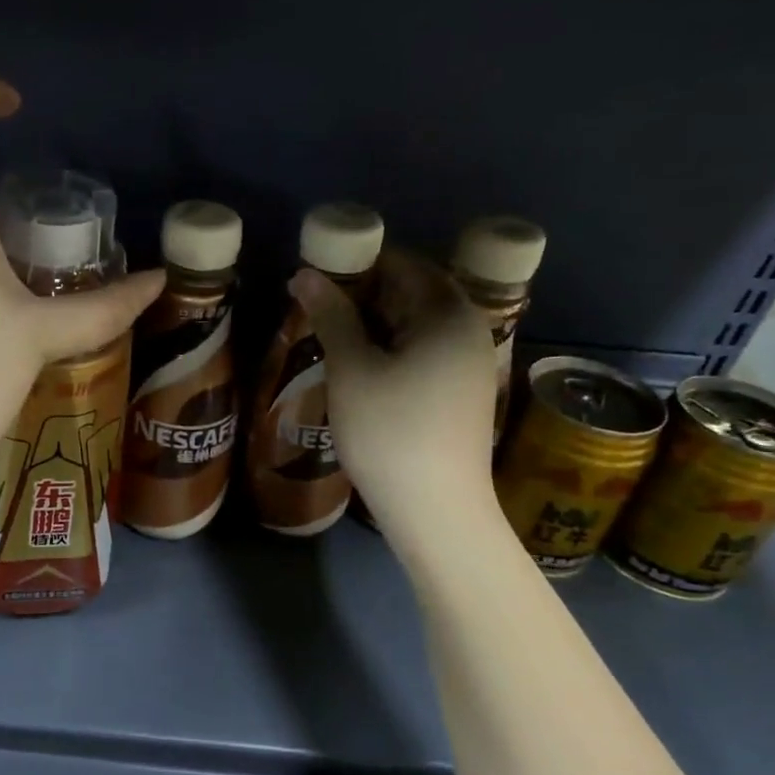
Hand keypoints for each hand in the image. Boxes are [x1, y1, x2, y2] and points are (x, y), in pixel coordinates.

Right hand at [289, 249, 496, 530]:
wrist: (436, 511)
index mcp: (448, 313)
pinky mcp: (463, 393)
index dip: (356, 265)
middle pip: (411, 293)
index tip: (316, 278)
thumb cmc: (389, 431)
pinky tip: (359, 369)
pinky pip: (424, 353)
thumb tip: (304, 273)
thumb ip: (331, 314)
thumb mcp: (352, 368)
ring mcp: (470, 364)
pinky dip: (390, 350)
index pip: (401, 264)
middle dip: (362, 296)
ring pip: (415, 326)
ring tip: (329, 339)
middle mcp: (469, 330)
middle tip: (316, 310)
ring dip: (373, 326)